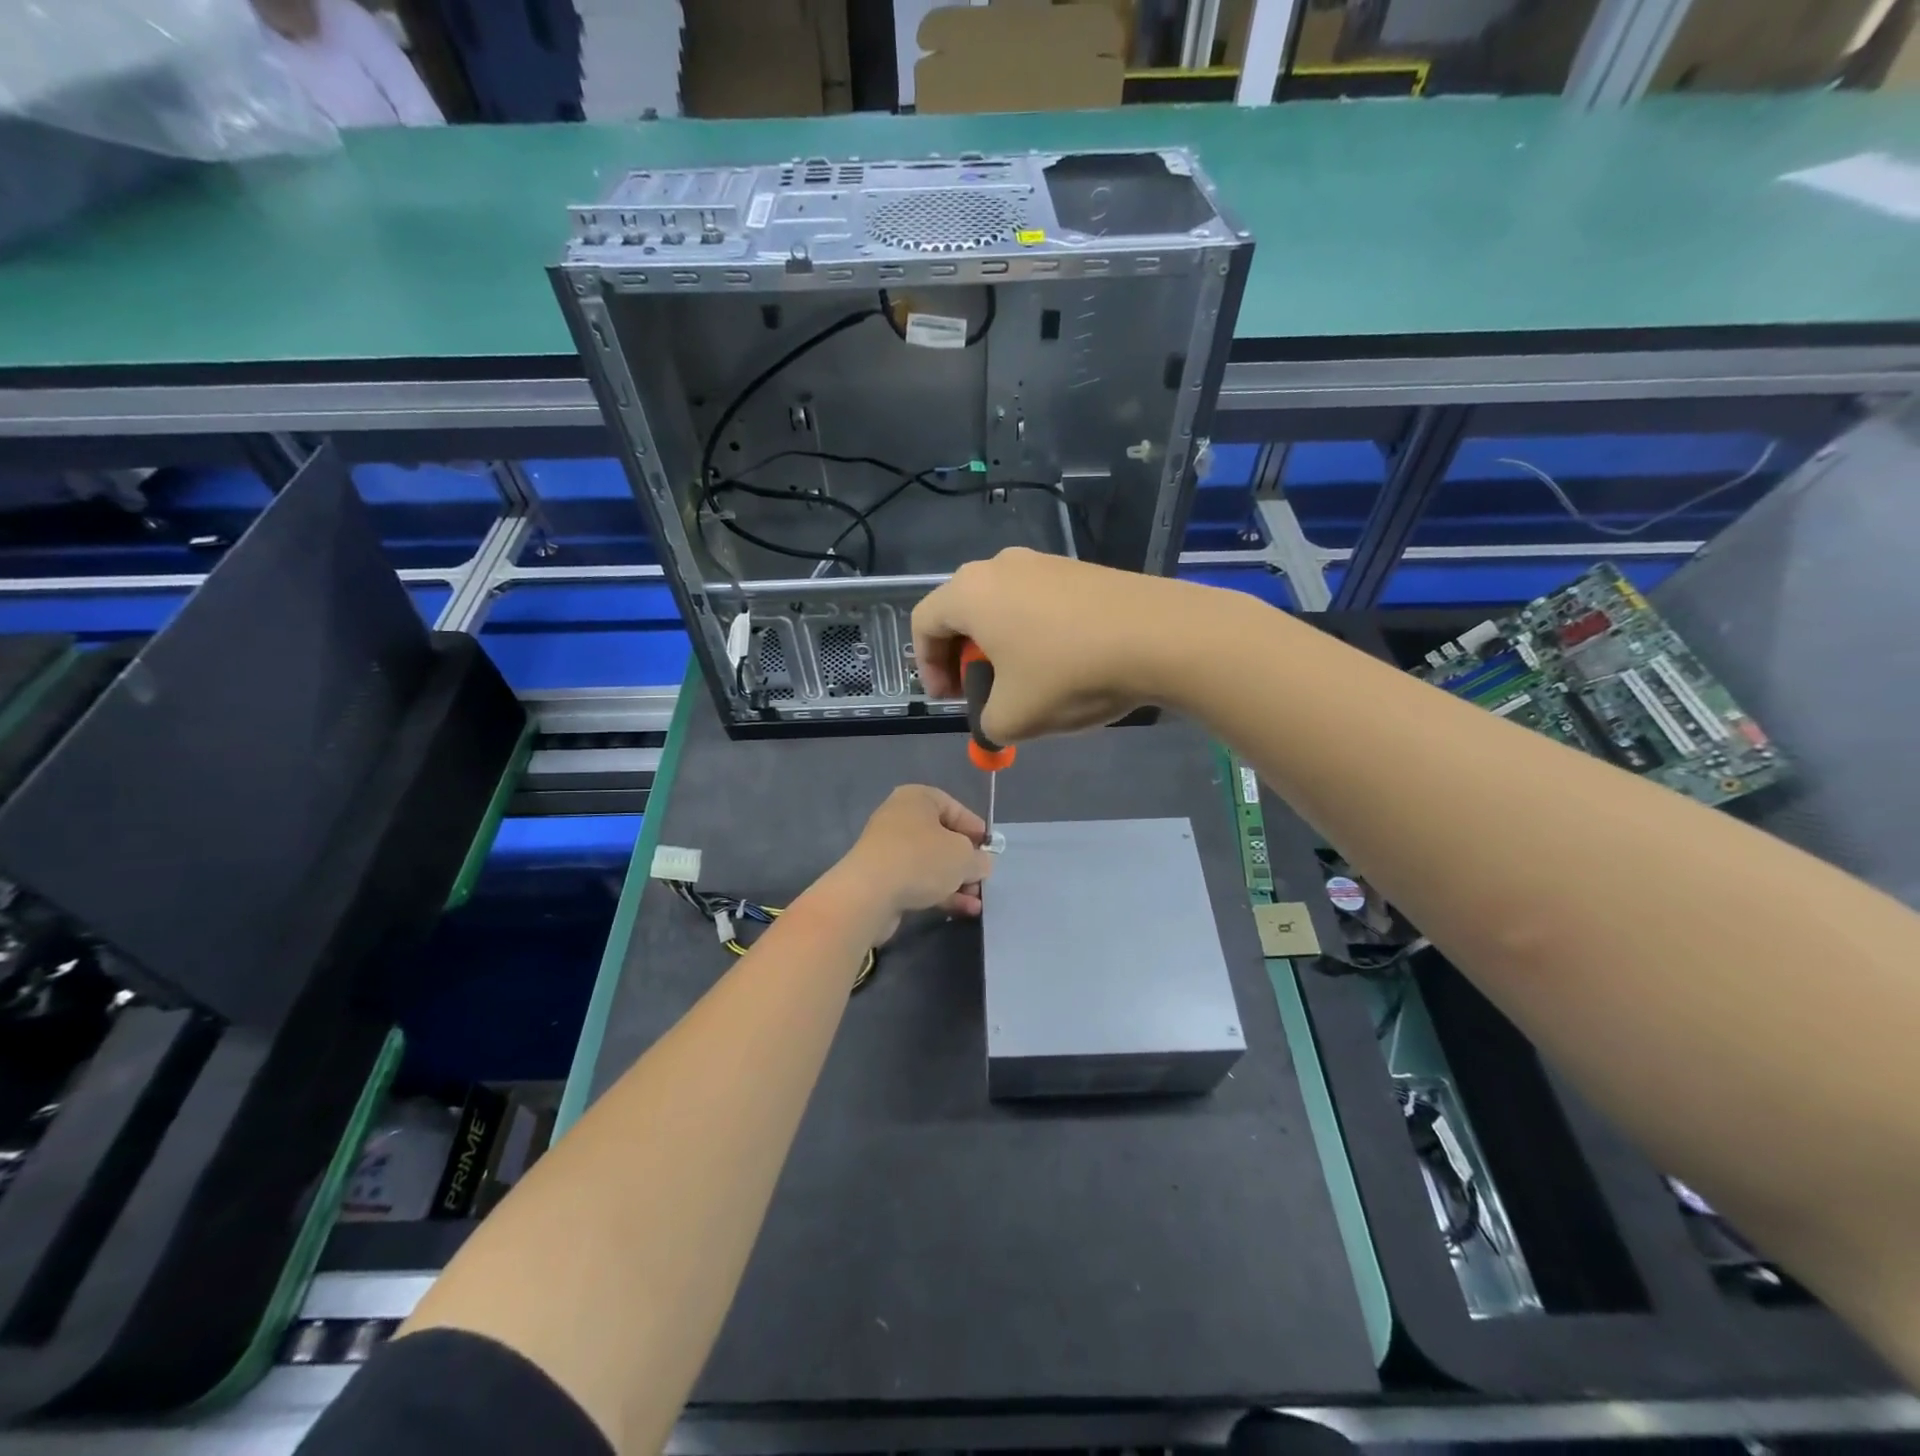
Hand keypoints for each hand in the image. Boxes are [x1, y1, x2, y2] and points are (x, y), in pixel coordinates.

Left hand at [828, 785, 994, 938]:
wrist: (868, 894)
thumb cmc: (921, 860)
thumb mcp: (963, 856)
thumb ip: (979, 859)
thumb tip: (981, 864)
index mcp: (918, 799)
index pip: (955, 809)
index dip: (976, 831)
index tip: (991, 851)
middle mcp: (901, 818)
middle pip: (943, 838)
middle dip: (966, 861)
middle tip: (983, 880)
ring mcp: (890, 849)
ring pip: (932, 863)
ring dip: (956, 881)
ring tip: (977, 901)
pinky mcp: (883, 878)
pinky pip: (919, 881)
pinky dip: (940, 892)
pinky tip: (963, 910)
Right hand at [911, 547, 1196, 743]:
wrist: (1160, 636)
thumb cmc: (1069, 674)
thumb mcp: (1014, 717)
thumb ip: (986, 724)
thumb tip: (993, 720)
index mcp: (970, 593)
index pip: (924, 625)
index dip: (926, 668)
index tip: (949, 700)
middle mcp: (999, 566)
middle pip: (961, 612)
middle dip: (963, 658)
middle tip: (979, 694)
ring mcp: (1043, 562)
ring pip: (1001, 607)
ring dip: (999, 648)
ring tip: (1022, 685)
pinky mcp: (1078, 570)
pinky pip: (1036, 603)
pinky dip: (1032, 635)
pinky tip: (1060, 665)